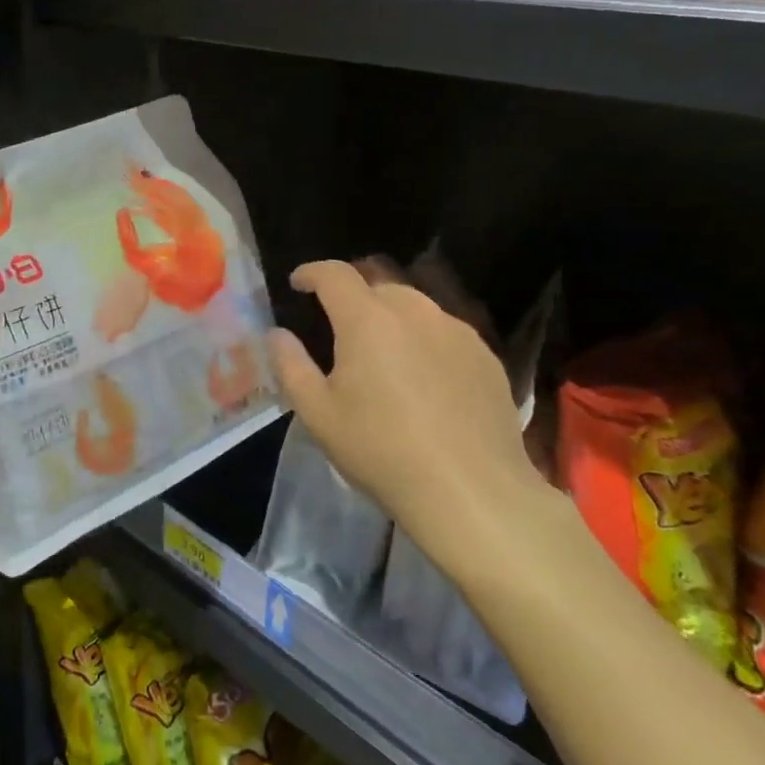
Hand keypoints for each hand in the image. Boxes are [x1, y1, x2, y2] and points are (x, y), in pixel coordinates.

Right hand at [266, 260, 555, 587]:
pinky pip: (445, 332)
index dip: (312, 272)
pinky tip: (424, 379)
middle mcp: (415, 312)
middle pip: (378, 285)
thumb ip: (291, 365)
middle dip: (353, 296)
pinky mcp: (486, 357)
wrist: (472, 492)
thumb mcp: (318, 414)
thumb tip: (277, 334)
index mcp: (368, 320)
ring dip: (391, 317)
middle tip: (339, 327)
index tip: (298, 283)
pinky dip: (424, 340)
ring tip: (383, 354)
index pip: (335, 274)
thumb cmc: (382, 450)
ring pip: (415, 307)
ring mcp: (457, 332)